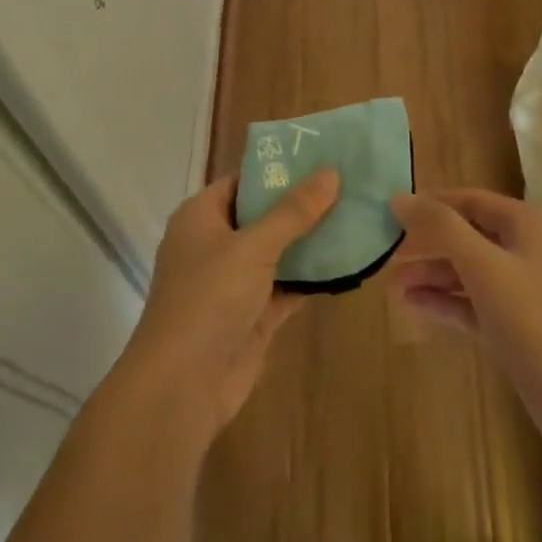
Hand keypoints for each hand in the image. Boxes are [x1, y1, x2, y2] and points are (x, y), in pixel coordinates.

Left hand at [123, 169, 339, 443]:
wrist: (183, 386)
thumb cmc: (208, 299)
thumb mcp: (252, 247)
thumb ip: (293, 211)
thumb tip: (330, 172)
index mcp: (201, 217)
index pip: (243, 180)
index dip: (278, 168)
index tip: (321, 155)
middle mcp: (216, 244)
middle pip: (264, 214)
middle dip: (303, 203)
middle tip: (350, 182)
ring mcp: (235, 281)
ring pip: (280, 251)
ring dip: (313, 239)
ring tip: (358, 214)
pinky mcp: (255, 314)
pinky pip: (289, 285)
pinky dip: (314, 276)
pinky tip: (350, 260)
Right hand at [387, 189, 541, 461]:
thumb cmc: (534, 320)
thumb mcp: (483, 266)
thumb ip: (441, 228)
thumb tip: (399, 198)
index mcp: (524, 225)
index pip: (468, 200)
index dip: (430, 203)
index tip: (389, 212)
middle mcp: (524, 250)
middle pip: (466, 235)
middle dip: (426, 243)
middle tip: (384, 252)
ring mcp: (522, 290)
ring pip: (468, 271)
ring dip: (431, 274)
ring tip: (390, 284)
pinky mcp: (516, 327)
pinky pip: (473, 303)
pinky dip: (445, 301)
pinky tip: (413, 305)